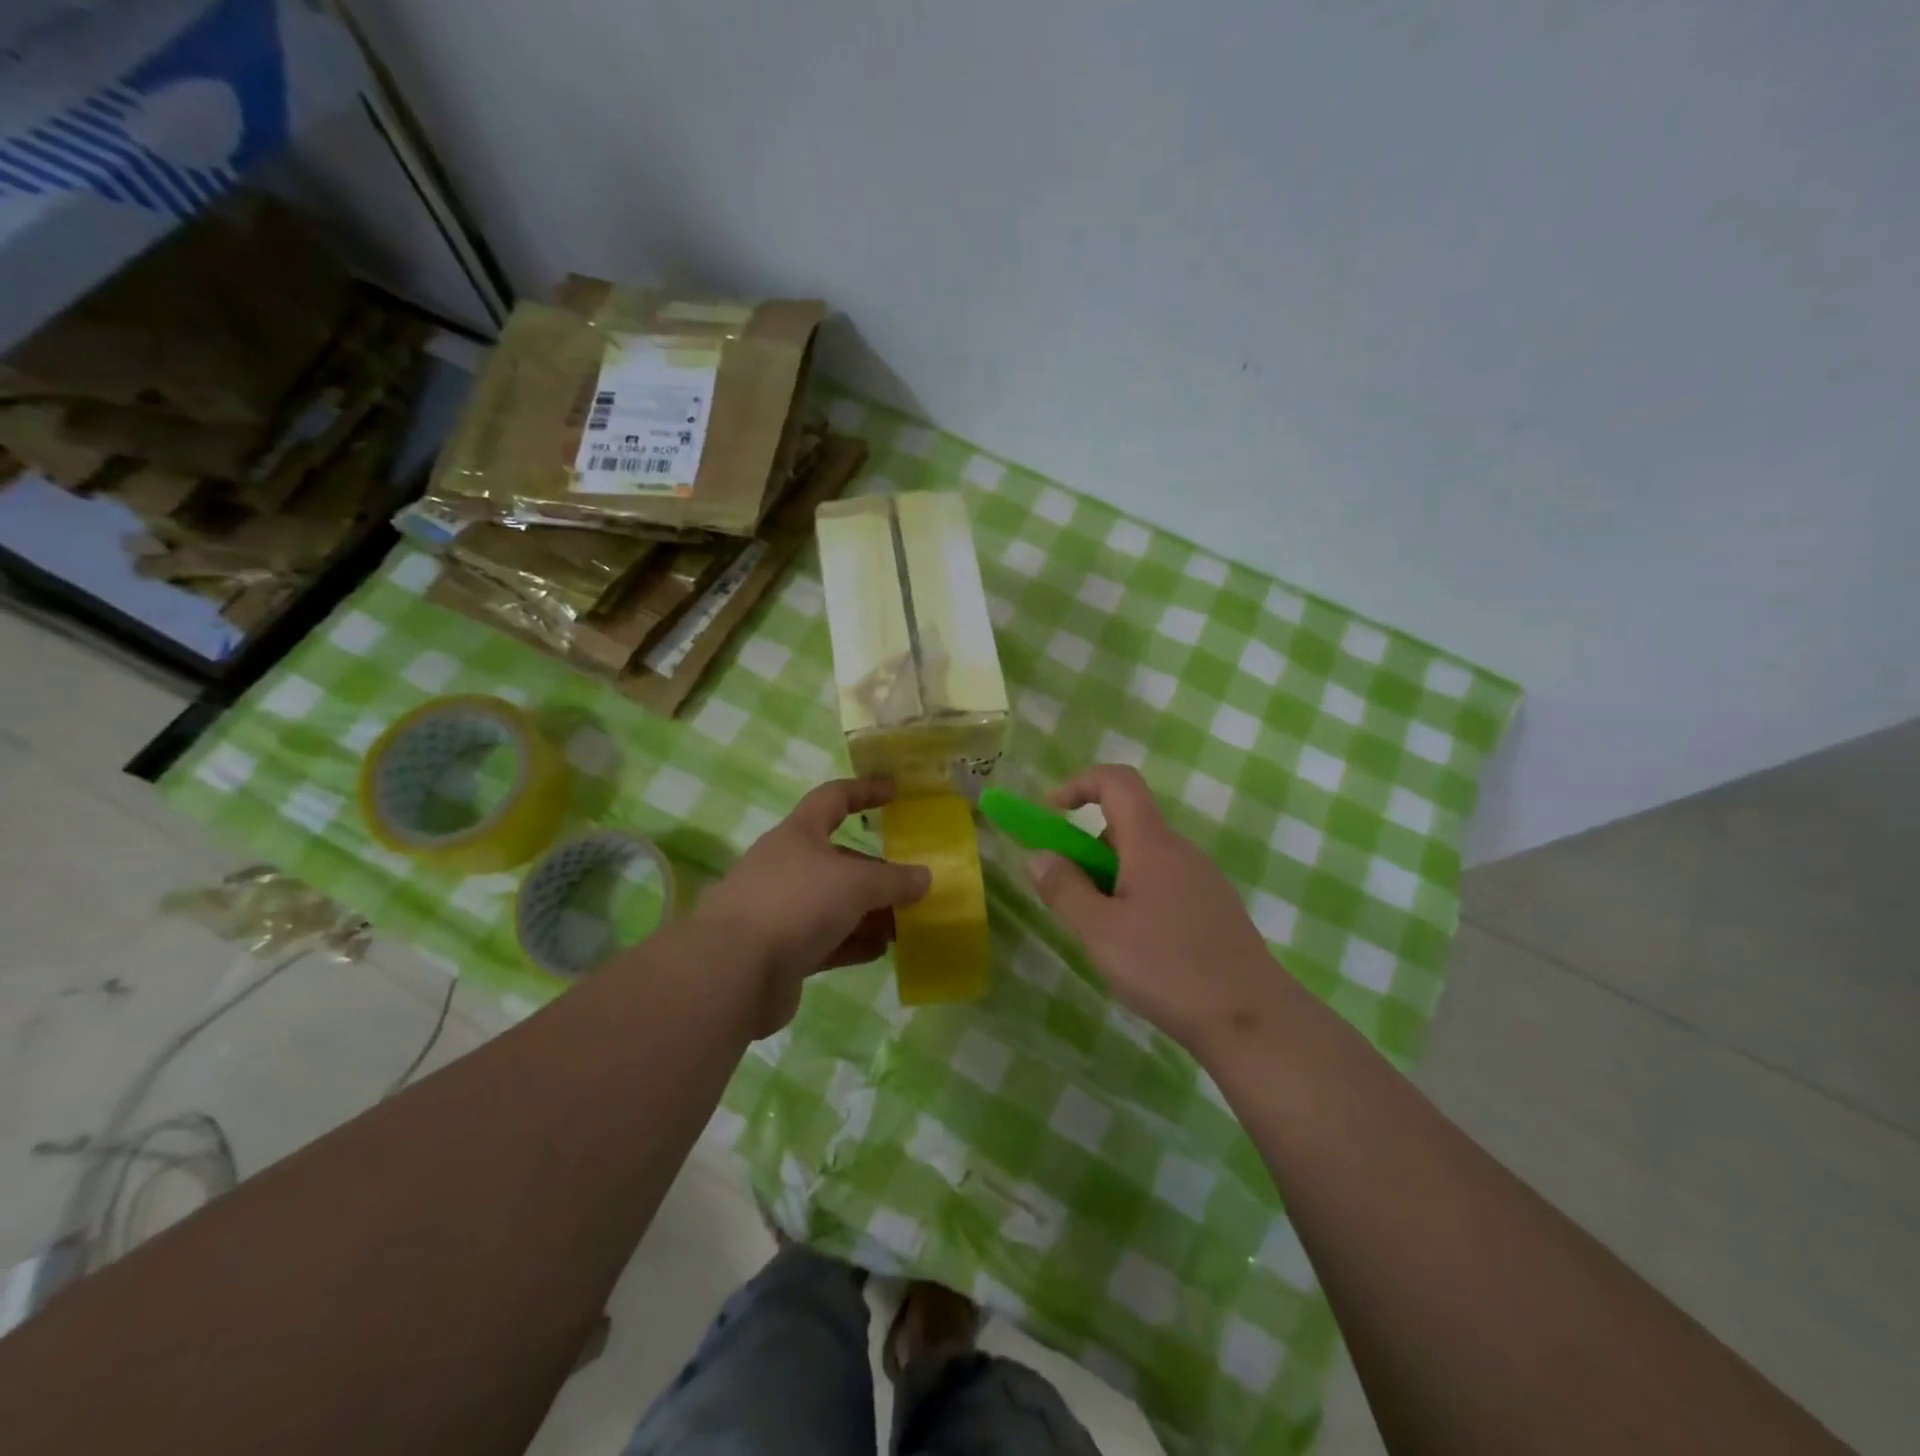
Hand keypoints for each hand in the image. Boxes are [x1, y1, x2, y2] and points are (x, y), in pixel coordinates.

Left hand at [693, 777, 929, 1031]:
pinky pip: (827, 939)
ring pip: (834, 903)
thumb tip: (924, 878)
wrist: (733, 971)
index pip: (833, 798)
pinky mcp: (781, 950)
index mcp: (798, 834)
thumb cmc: (796, 903)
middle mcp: (787, 866)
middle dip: (876, 871)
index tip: (894, 791)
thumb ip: (894, 881)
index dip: (864, 790)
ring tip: (906, 923)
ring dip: (869, 911)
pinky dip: (854, 941)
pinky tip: (881, 950)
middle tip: (912, 884)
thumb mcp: (856, 884)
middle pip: (839, 860)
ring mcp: (782, 910)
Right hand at [1028, 764, 1294, 1054]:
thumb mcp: (1099, 931)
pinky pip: (1164, 886)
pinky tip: (1140, 951)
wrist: (1252, 1020)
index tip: (1051, 815)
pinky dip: (1138, 900)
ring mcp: (1202, 880)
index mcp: (1152, 844)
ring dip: (1112, 881)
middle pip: (1126, 827)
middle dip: (1088, 852)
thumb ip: (1064, 889)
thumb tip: (1039, 856)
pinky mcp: (1214, 910)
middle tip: (1073, 902)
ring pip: (1144, 862)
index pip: (1117, 781)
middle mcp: (1180, 851)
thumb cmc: (1167, 968)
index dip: (1079, 784)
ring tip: (1105, 937)